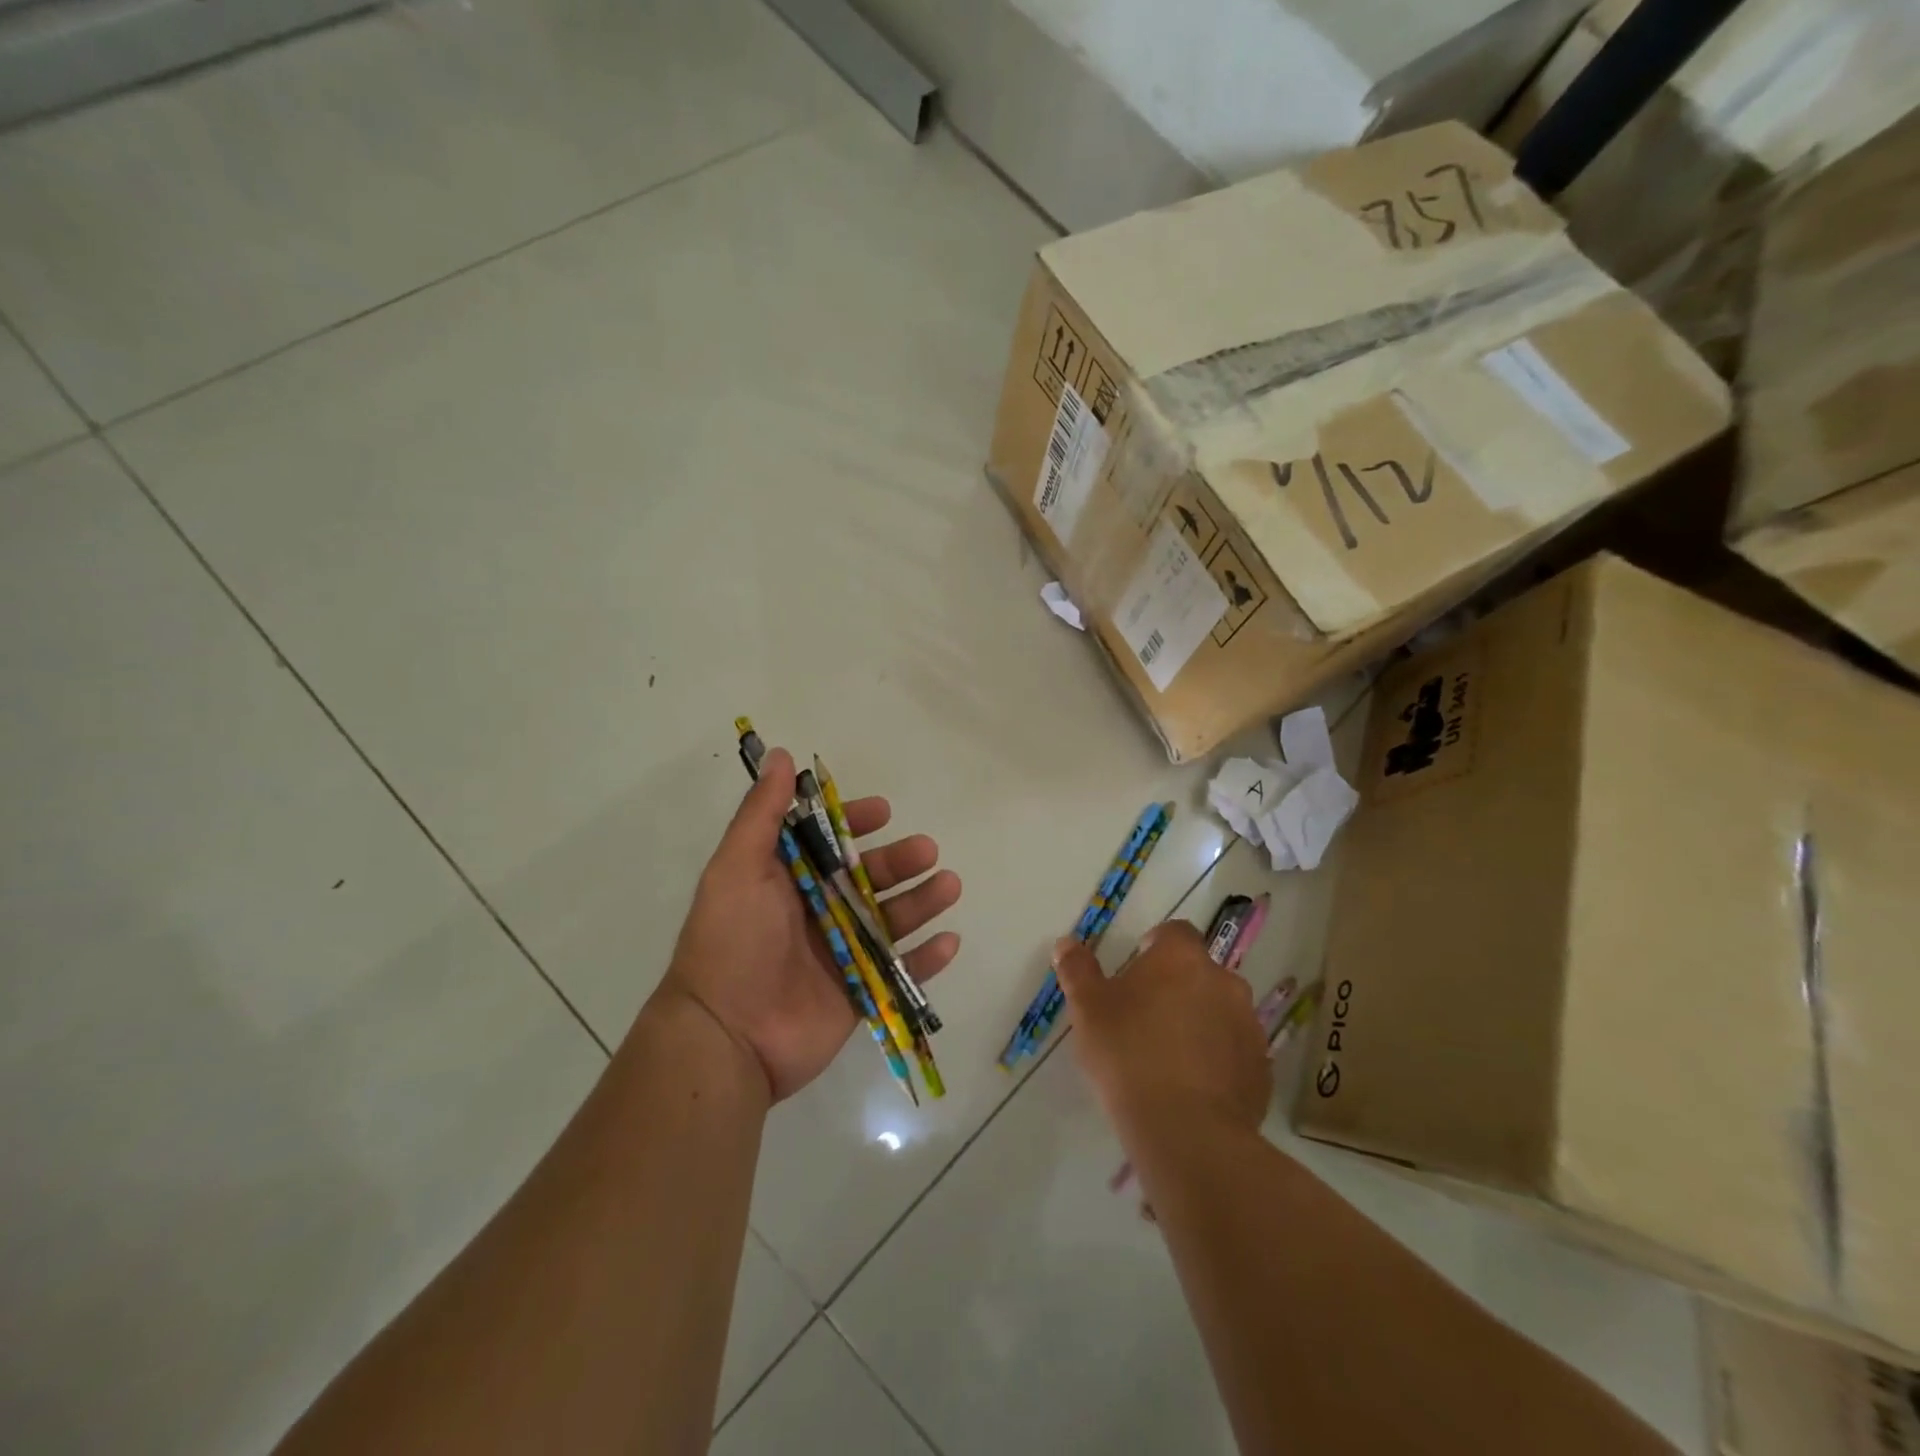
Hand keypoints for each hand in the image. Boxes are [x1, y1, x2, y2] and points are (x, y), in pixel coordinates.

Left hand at [651, 748, 961, 1101]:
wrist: (727, 1037)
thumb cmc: (732, 943)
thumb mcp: (737, 868)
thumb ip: (762, 815)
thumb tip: (780, 756)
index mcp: (785, 881)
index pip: (826, 842)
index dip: (854, 823)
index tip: (883, 811)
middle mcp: (814, 912)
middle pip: (867, 878)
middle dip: (898, 861)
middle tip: (928, 851)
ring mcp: (838, 954)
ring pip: (889, 920)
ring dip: (921, 902)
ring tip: (948, 886)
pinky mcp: (857, 993)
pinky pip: (899, 971)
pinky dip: (925, 958)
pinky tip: (949, 941)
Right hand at [1055, 921, 1269, 1141]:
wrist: (1185, 1131)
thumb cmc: (1127, 1054)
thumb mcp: (1087, 1009)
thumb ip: (1077, 970)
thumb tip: (1066, 944)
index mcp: (1182, 958)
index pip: (1174, 932)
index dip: (1155, 947)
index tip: (1136, 972)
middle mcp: (1224, 980)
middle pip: (1199, 972)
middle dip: (1177, 986)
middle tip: (1146, 1017)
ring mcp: (1248, 1025)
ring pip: (1220, 1010)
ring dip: (1199, 1021)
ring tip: (1169, 1055)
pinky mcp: (1261, 1068)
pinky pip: (1234, 1050)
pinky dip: (1217, 1058)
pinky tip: (1192, 1085)